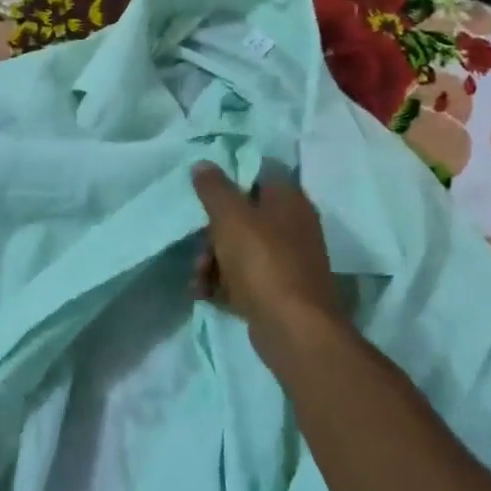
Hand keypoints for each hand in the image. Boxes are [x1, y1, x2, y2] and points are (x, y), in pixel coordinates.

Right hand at [191, 161, 348, 367]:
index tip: (203, 194)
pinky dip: (222, 283)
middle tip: (199, 249)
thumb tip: (203, 164)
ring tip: (198, 279)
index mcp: (289, 201)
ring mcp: (286, 261)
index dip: (230, 181)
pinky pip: (242, 278)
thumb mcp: (231, 217)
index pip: (259, 175)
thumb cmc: (262, 262)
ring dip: (211, 262)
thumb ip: (214, 188)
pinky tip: (204, 294)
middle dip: (212, 233)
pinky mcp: (277, 290)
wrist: (291, 326)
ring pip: (239, 250)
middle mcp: (292, 227)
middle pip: (244, 217)